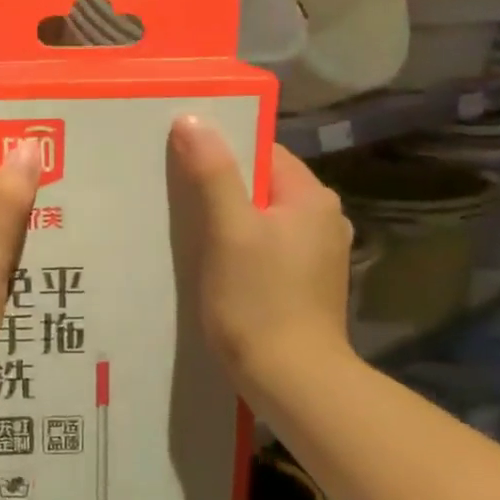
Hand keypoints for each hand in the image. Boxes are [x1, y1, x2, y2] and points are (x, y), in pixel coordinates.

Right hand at [167, 117, 355, 391]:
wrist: (293, 380)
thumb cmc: (258, 300)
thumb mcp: (228, 231)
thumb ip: (212, 173)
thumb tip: (192, 118)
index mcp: (312, 196)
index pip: (262, 151)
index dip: (221, 150)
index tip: (179, 160)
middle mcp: (324, 218)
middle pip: (262, 184)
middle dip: (221, 187)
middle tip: (175, 195)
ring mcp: (319, 253)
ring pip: (263, 218)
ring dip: (229, 219)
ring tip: (189, 230)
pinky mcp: (308, 283)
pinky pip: (268, 247)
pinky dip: (242, 247)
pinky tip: (215, 263)